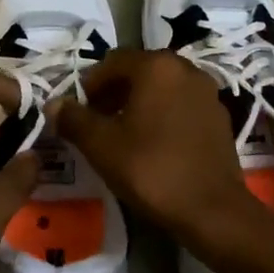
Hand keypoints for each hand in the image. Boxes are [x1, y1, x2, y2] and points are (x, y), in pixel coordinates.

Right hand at [52, 51, 263, 258]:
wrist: (212, 210)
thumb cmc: (151, 169)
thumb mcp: (101, 145)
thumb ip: (73, 119)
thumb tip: (54, 104)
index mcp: (156, 66)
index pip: (112, 62)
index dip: (89, 86)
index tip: (78, 113)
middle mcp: (185, 69)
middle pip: (138, 71)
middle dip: (114, 93)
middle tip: (97, 123)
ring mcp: (207, 92)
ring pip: (161, 88)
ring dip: (138, 103)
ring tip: (123, 135)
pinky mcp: (219, 117)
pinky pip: (181, 105)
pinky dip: (162, 115)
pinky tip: (153, 145)